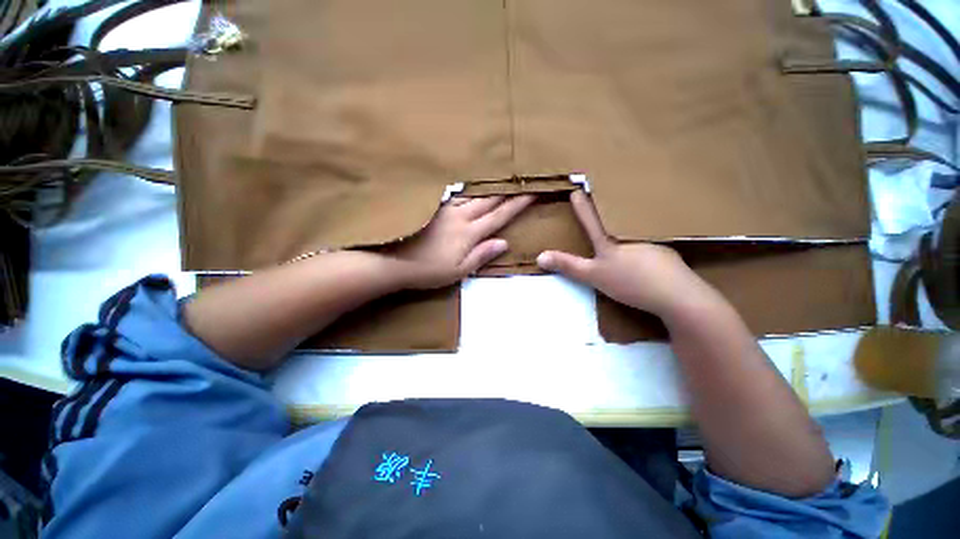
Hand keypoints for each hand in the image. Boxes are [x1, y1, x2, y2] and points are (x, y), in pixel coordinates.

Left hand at [391, 194, 534, 288]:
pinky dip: (468, 190)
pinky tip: (471, 186)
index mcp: (469, 232)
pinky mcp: (434, 208)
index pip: (499, 216)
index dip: (517, 205)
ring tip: (501, 179)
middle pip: (488, 200)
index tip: (532, 193)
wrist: (393, 260)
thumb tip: (504, 242)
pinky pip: (456, 195)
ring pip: (473, 195)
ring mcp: (446, 209)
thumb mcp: (458, 270)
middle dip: (507, 191)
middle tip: (521, 180)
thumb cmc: (428, 270)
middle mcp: (460, 216)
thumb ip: (481, 255)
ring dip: (489, 187)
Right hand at [536, 191, 713, 318]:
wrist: (677, 294)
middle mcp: (628, 232)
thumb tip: (539, 256)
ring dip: (624, 215)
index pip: (590, 217)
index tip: (575, 189)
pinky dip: (640, 231)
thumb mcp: (593, 276)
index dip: (581, 204)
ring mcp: (649, 237)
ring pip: (631, 222)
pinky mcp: (664, 247)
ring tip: (621, 209)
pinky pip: (647, 233)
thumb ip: (567, 265)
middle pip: (614, 213)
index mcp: (608, 238)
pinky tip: (643, 238)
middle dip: (605, 201)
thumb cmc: (630, 282)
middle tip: (599, 190)